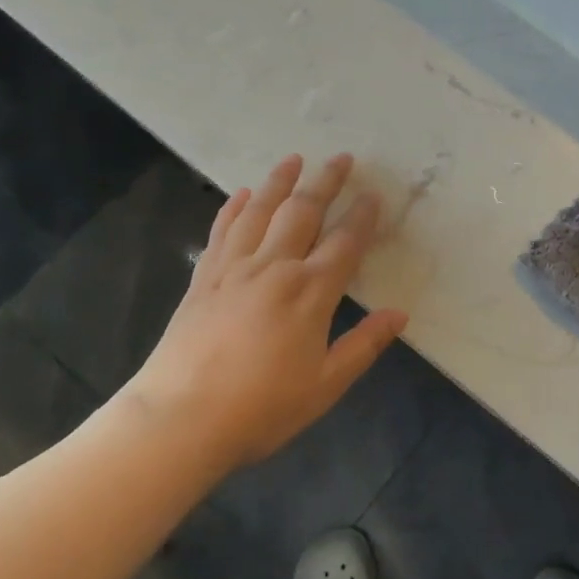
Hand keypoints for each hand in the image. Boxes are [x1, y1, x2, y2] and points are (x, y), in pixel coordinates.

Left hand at [121, 153, 407, 469]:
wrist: (179, 419)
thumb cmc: (261, 408)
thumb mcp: (326, 385)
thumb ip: (364, 345)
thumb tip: (400, 314)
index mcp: (310, 292)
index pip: (344, 242)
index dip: (362, 216)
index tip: (373, 194)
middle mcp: (274, 267)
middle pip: (303, 212)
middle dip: (325, 182)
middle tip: (342, 158)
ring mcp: (234, 269)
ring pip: (260, 211)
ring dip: (280, 182)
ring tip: (294, 159)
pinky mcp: (204, 278)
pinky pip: (222, 230)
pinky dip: (235, 207)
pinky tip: (243, 194)